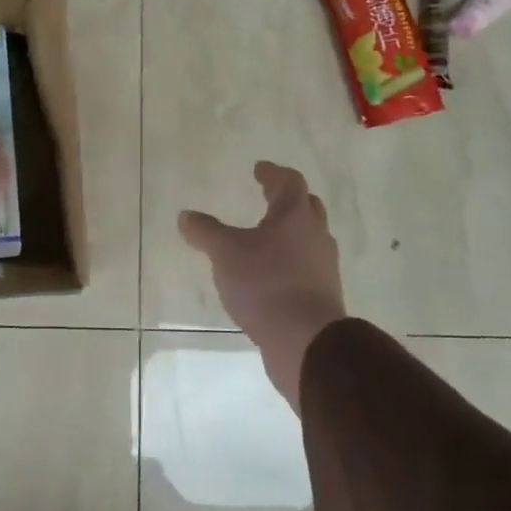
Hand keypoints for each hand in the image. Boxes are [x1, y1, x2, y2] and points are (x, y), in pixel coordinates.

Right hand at [178, 162, 346, 411]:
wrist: (307, 341)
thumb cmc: (266, 284)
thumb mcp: (225, 253)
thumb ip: (206, 232)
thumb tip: (186, 216)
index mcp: (295, 216)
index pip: (289, 182)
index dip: (273, 173)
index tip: (259, 169)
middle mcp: (315, 236)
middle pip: (306, 208)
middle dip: (287, 200)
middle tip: (268, 197)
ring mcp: (323, 267)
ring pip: (308, 239)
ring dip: (290, 233)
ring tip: (266, 238)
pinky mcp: (323, 296)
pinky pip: (306, 268)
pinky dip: (290, 263)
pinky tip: (271, 275)